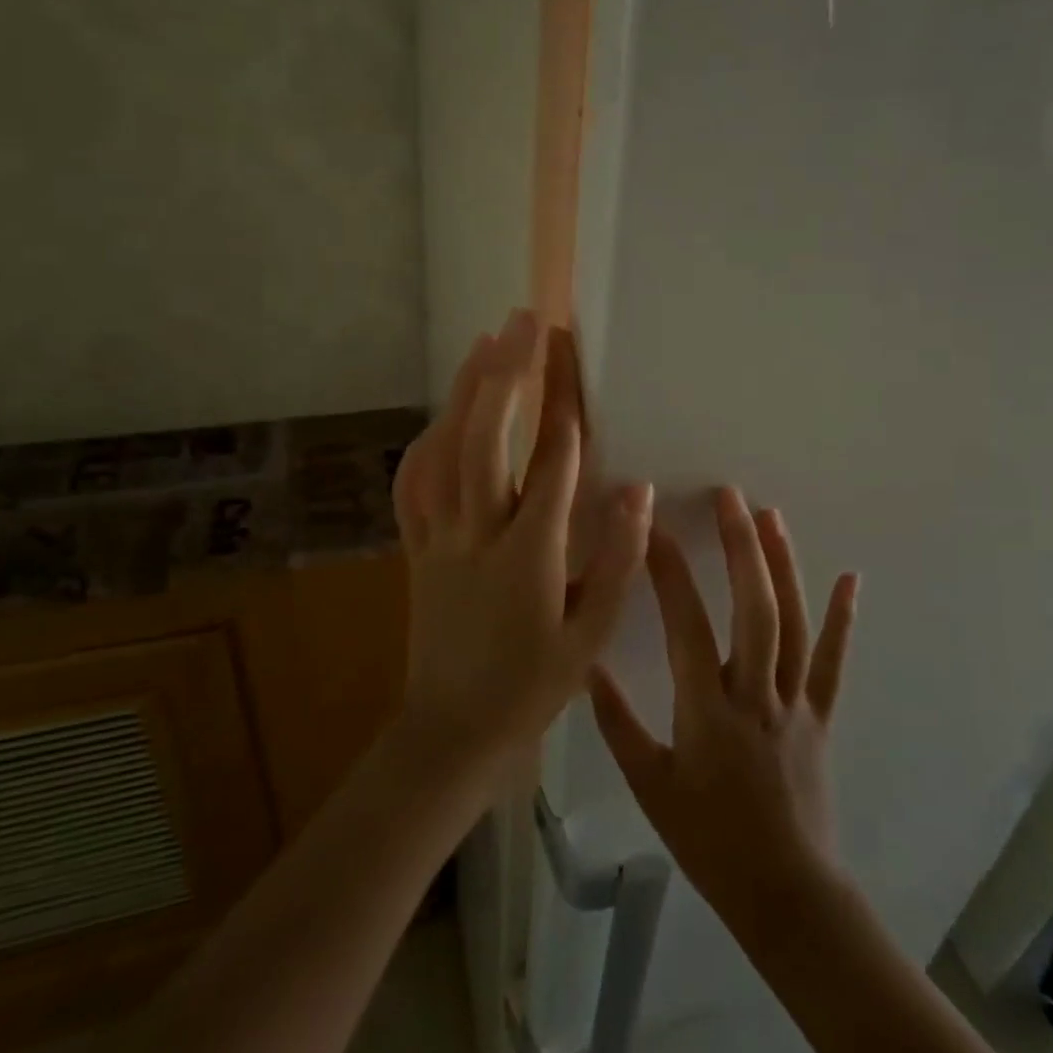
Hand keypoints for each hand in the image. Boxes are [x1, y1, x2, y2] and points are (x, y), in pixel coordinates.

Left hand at [391, 310, 652, 796]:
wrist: (452, 731)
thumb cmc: (531, 687)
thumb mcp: (589, 636)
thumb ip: (616, 561)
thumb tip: (638, 491)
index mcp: (528, 556)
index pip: (550, 463)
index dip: (560, 401)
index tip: (568, 352)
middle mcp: (477, 535)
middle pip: (486, 440)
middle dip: (506, 374)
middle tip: (524, 322)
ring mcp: (438, 539)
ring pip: (444, 451)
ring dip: (465, 392)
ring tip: (486, 343)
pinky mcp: (415, 548)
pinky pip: (414, 484)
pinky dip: (427, 440)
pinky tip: (441, 415)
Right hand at [590, 488, 859, 926]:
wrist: (786, 893)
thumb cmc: (710, 840)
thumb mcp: (649, 786)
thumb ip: (617, 724)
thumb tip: (588, 666)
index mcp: (708, 711)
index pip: (687, 626)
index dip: (670, 574)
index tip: (655, 529)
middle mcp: (756, 694)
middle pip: (754, 609)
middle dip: (741, 548)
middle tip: (730, 496)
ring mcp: (795, 702)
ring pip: (794, 623)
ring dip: (783, 565)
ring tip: (771, 516)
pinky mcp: (822, 715)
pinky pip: (835, 661)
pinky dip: (843, 618)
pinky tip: (851, 578)